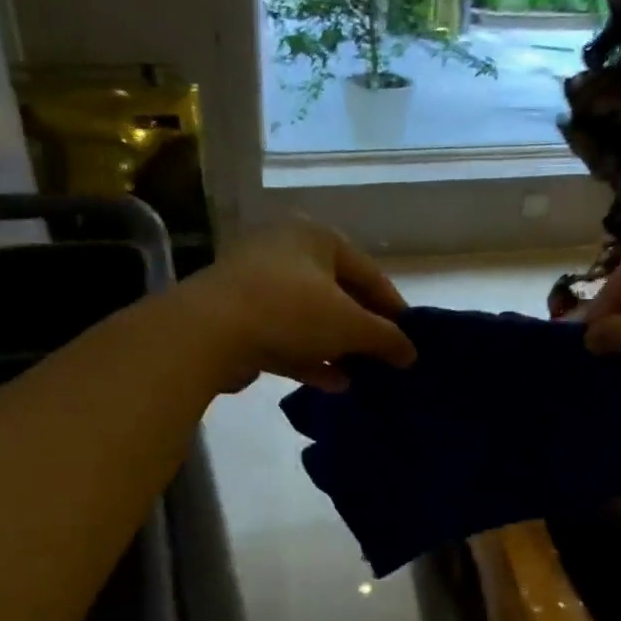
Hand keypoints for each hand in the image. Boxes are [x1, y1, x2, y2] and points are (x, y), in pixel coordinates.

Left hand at [176, 218, 417, 392]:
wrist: (208, 331)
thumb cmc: (291, 312)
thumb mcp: (351, 325)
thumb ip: (386, 338)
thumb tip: (411, 353)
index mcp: (316, 237)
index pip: (370, 273)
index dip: (394, 309)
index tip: (412, 340)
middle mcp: (285, 251)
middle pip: (338, 295)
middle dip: (363, 331)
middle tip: (385, 360)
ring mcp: (257, 284)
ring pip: (311, 319)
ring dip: (338, 349)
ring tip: (362, 376)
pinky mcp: (238, 317)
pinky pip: (285, 336)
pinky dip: (310, 358)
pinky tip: (333, 383)